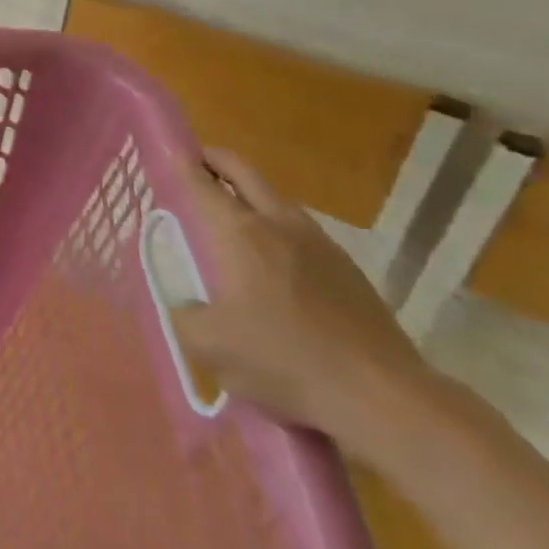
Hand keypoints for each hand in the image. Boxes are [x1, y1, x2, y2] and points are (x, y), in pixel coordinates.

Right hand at [170, 148, 446, 463]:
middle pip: (245, 173)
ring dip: (250, 193)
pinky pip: (302, 231)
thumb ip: (183, 315)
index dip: (181, 163)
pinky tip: (274, 259)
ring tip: (231, 212)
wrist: (382, 396)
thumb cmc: (283, 360)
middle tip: (195, 164)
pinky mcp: (349, 270)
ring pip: (278, 199)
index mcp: (240, 234)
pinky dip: (278, 226)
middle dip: (217, 161)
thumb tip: (182, 304)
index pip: (202, 183)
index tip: (166, 152)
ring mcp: (321, 245)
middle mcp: (279, 225)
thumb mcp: (209, 345)